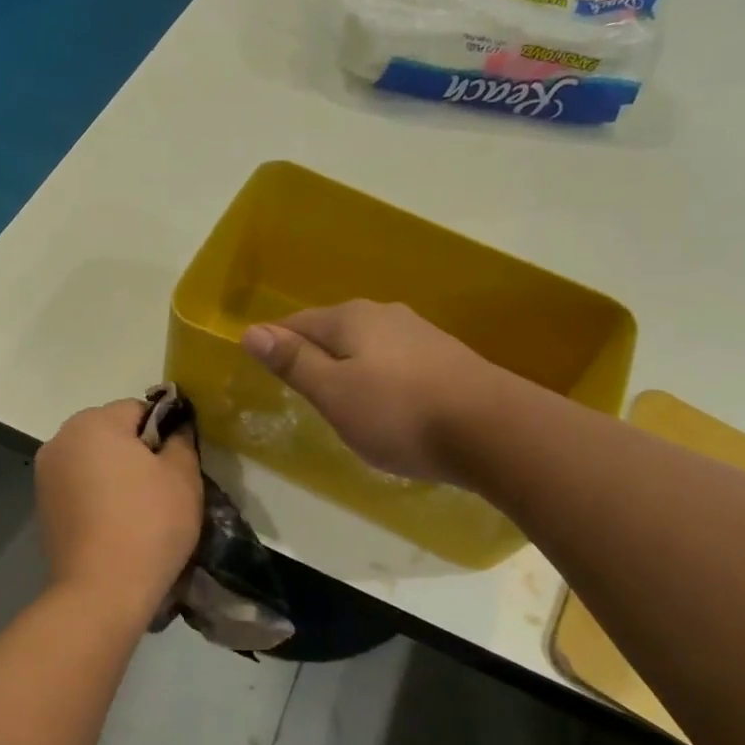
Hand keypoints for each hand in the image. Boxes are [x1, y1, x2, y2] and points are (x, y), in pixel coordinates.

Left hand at [35, 399, 203, 621]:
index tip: (178, 466)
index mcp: (93, 422)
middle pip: (111, 433)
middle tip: (162, 490)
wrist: (101, 590)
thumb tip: (174, 429)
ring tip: (138, 512)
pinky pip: (79, 487)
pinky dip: (97, 497)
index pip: (139, 410)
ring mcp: (46, 474)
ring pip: (93, 461)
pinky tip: (114, 525)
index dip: (165, 434)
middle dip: (136, 452)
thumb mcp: (183, 476)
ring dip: (115, 475)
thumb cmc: (148, 523)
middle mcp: (61, 439)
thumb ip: (181, 440)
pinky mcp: (42, 506)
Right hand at [241, 300, 497, 481]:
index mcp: (351, 318)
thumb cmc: (399, 413)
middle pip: (333, 330)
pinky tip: (385, 402)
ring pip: (366, 346)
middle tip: (298, 387)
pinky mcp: (446, 358)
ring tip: (338, 398)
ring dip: (347, 366)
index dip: (275, 343)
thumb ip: (294, 362)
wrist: (493, 430)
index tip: (261, 367)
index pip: (297, 323)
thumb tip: (251, 331)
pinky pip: (394, 361)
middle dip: (312, 353)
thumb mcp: (333, 393)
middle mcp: (385, 315)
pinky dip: (378, 377)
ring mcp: (420, 334)